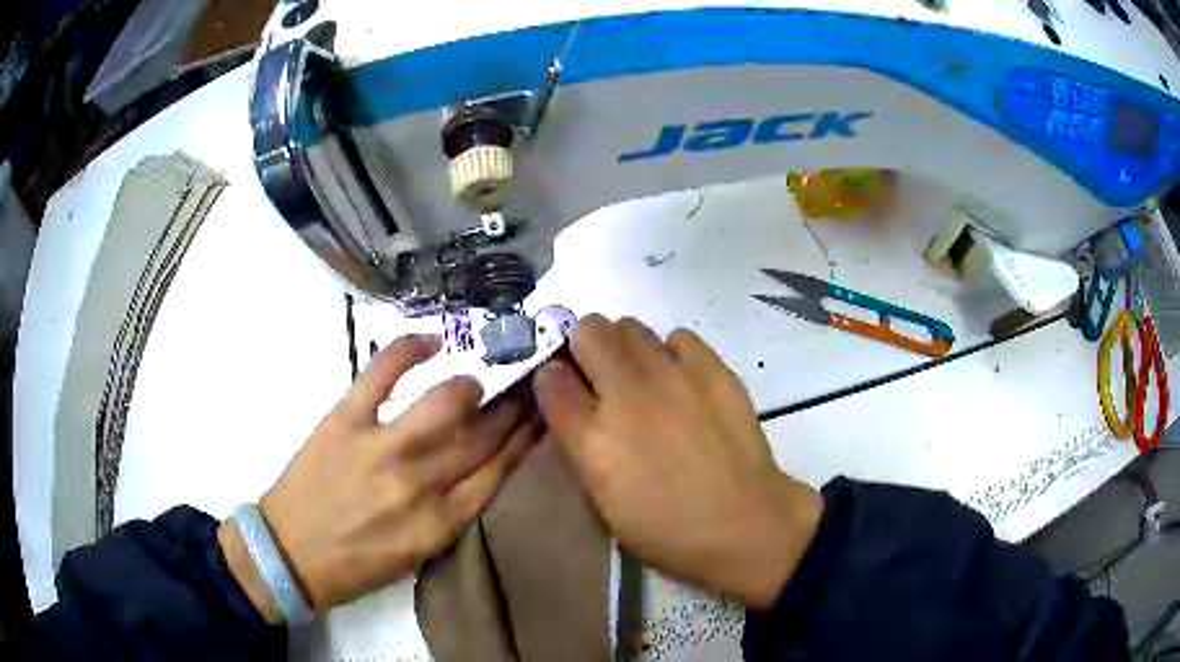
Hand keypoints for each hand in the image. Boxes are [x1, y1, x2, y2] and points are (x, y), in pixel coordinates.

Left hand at [220, 334, 541, 620]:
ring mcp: (383, 447)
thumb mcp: (417, 553)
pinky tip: (430, 340)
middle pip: (483, 435)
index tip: (543, 414)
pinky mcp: (346, 420)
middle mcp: (421, 483)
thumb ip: (451, 513)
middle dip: (513, 407)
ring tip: (472, 382)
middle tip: (528, 387)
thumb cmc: (357, 562)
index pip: (499, 470)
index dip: (527, 437)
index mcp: (441, 522)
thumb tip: (478, 469)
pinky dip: (408, 348)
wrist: (291, 554)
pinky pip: (382, 372)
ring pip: (446, 401)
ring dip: (469, 385)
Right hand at [532, 316, 821, 607]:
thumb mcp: (603, 502)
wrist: (744, 524)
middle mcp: (627, 397)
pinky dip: (673, 352)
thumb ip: (582, 446)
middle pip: (588, 332)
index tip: (562, 385)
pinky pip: (679, 336)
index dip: (551, 377)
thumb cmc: (667, 530)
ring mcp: (673, 378)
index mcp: (593, 440)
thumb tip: (577, 407)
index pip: (550, 378)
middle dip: (585, 345)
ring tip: (641, 374)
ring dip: (626, 345)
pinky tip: (681, 379)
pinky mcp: (713, 370)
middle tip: (599, 369)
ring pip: (631, 326)